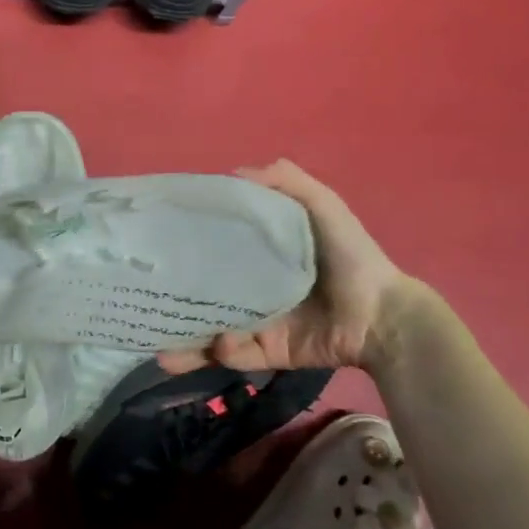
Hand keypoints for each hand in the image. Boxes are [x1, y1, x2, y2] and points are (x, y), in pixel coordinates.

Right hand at [159, 159, 410, 374]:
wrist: (382, 315)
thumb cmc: (351, 256)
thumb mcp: (323, 207)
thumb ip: (287, 183)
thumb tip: (233, 172)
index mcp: (261, 256)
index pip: (215, 248)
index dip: (188, 245)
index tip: (158, 241)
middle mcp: (252, 289)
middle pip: (204, 295)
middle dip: (174, 302)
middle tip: (146, 302)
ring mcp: (258, 323)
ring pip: (211, 332)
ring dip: (184, 342)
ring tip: (158, 347)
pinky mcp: (268, 353)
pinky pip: (238, 356)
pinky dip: (224, 354)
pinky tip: (219, 345)